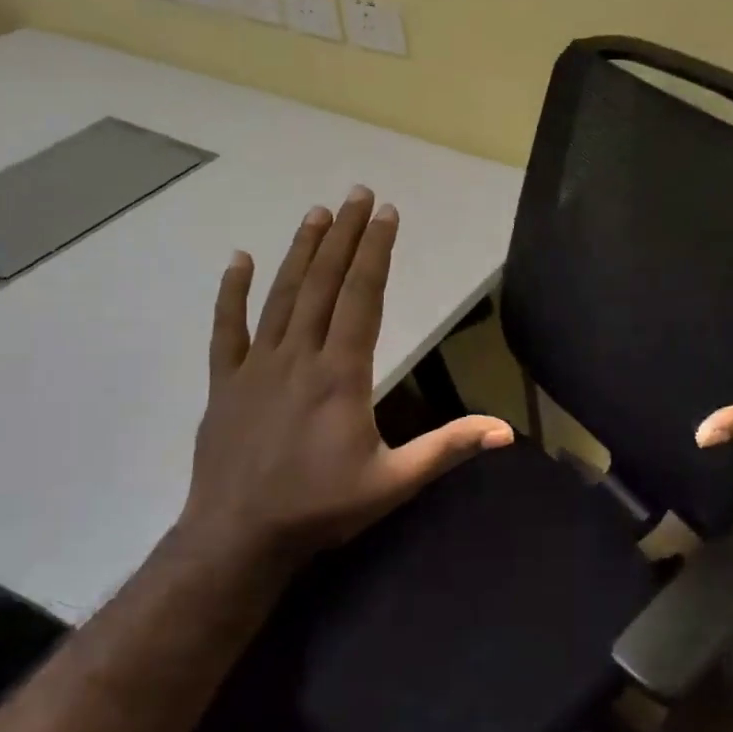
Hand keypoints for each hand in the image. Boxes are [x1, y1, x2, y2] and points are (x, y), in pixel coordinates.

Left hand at [177, 188, 512, 569]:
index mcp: (341, 374)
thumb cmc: (322, 508)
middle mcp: (299, 357)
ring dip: (301, 251)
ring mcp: (257, 366)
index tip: (387, 214)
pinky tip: (239, 260)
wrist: (239, 538)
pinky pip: (228, 329)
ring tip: (318, 213)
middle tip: (359, 194)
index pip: (363, 298)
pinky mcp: (226, 383)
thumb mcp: (395, 481)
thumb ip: (448, 447)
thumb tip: (506, 430)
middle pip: (324, 284)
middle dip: (345, 236)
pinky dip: (232, 293)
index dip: (376, 252)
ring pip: (281, 296)